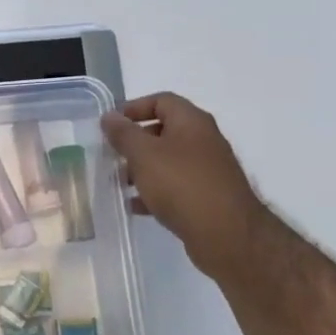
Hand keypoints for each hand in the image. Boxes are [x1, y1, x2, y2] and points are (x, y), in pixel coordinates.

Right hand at [101, 94, 268, 281]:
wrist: (226, 234)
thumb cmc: (181, 184)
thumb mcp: (143, 154)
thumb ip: (123, 134)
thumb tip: (109, 116)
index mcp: (191, 122)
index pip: (161, 100)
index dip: (134, 108)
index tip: (110, 125)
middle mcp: (203, 140)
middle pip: (164, 131)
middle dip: (135, 142)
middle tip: (112, 155)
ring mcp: (207, 170)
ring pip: (167, 161)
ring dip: (141, 168)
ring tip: (119, 183)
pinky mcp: (207, 196)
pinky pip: (175, 186)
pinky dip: (154, 191)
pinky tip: (135, 205)